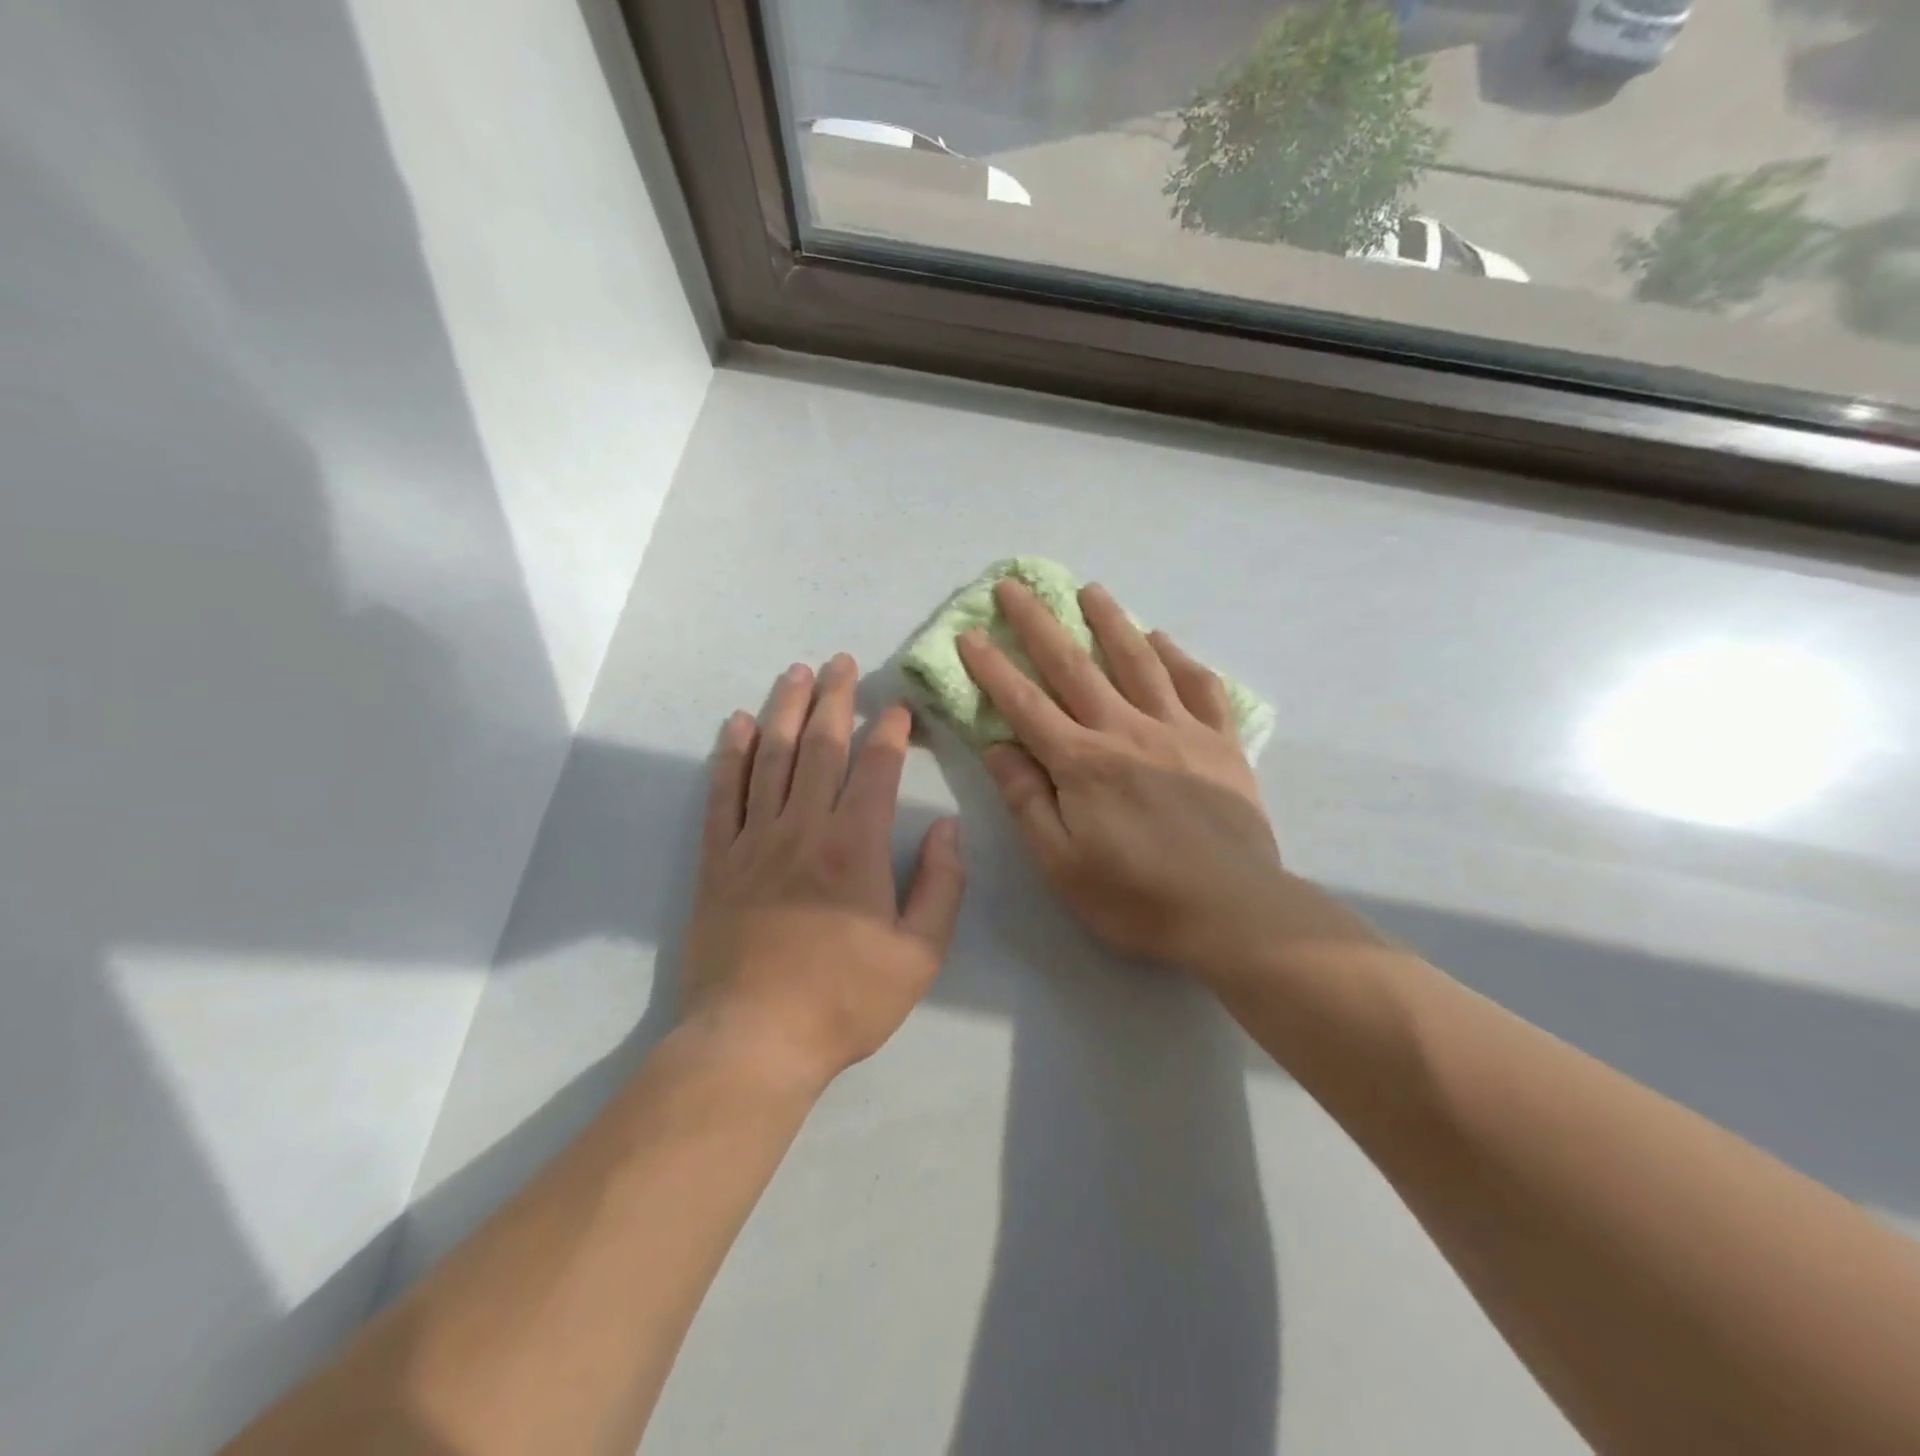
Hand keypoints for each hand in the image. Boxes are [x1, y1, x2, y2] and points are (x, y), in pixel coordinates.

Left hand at [681, 655, 965, 1093]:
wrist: (754, 1040)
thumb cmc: (845, 1000)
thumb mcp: (919, 955)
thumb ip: (941, 886)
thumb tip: (950, 829)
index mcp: (856, 846)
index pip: (876, 768)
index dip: (890, 732)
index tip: (899, 708)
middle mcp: (804, 828)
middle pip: (820, 746)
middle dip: (834, 699)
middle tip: (841, 663)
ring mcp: (755, 840)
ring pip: (771, 758)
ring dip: (785, 710)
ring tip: (796, 673)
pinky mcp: (719, 861)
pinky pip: (724, 794)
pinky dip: (731, 755)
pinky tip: (739, 725)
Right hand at [957, 580, 1295, 986]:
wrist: (1233, 913)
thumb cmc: (1136, 898)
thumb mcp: (1062, 864)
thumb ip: (1028, 801)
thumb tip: (998, 746)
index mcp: (1083, 763)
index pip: (1025, 705)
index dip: (993, 668)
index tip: (970, 634)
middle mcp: (1127, 731)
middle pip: (1075, 666)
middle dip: (1039, 623)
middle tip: (1016, 585)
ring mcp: (1178, 731)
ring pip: (1138, 661)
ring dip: (1110, 621)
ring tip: (1090, 589)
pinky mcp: (1220, 743)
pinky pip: (1198, 686)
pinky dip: (1178, 657)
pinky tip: (1162, 639)